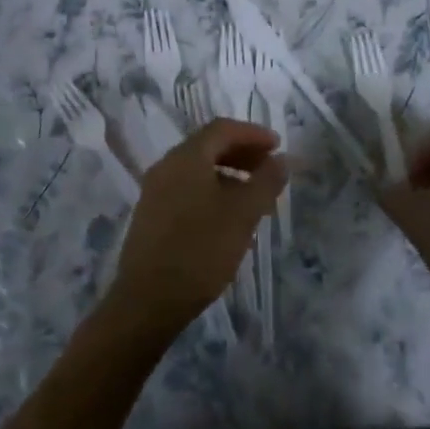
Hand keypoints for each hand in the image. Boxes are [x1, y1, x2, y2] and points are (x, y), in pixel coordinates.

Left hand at [105, 118, 286, 337]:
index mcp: (186, 157)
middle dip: (242, 153)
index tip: (278, 146)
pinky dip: (212, 191)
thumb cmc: (200, 250)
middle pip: (208, 146)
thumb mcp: (242, 214)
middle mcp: (166, 165)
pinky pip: (187, 189)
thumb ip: (265, 182)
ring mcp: (155, 190)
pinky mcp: (152, 215)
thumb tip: (282, 159)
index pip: (222, 128)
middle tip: (270, 169)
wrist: (148, 300)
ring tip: (255, 197)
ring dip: (229, 174)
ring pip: (198, 170)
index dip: (253, 133)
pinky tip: (228, 218)